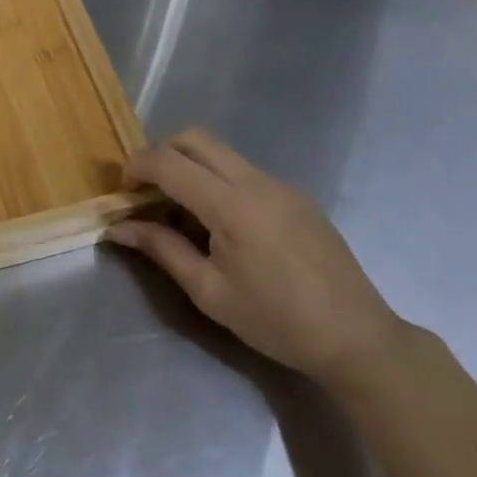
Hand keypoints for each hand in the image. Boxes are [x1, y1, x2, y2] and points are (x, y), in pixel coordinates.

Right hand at [107, 128, 403, 390]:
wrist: (358, 339)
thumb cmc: (277, 322)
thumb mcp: (209, 292)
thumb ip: (162, 249)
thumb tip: (119, 228)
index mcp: (232, 206)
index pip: (169, 161)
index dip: (136, 167)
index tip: (122, 191)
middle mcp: (255, 181)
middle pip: (194, 138)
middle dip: (160, 153)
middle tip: (147, 190)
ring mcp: (280, 184)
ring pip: (219, 150)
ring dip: (189, 164)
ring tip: (180, 208)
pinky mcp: (295, 194)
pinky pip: (243, 170)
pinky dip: (216, 178)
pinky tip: (220, 222)